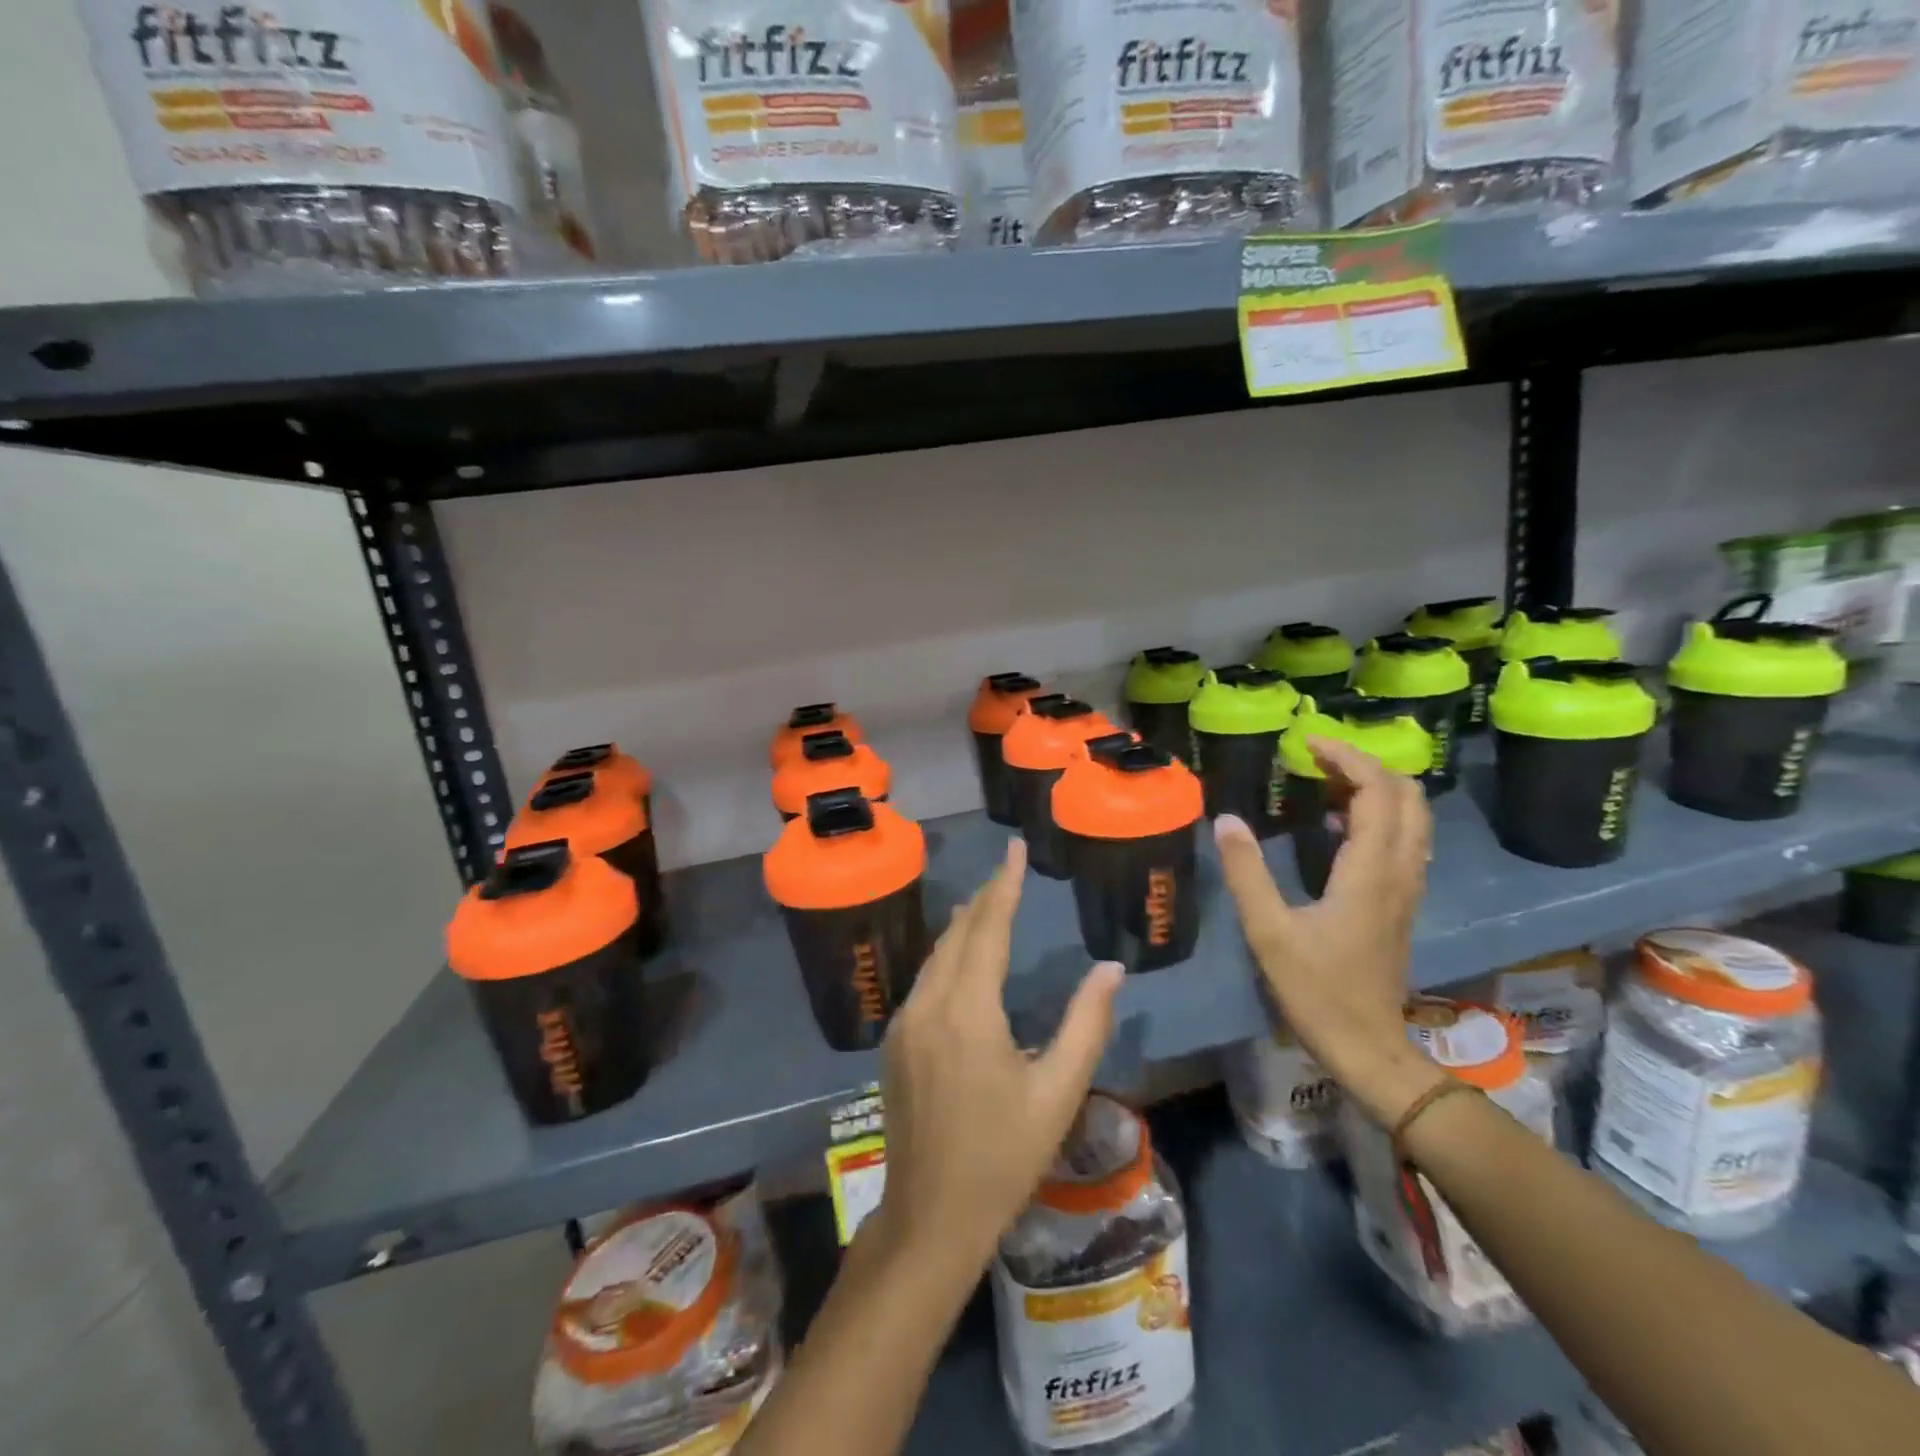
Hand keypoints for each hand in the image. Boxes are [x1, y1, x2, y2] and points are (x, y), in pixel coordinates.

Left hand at [872, 837, 1123, 1275]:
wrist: (929, 1216)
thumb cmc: (1002, 1158)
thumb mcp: (1057, 1093)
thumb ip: (1086, 1024)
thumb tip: (1110, 969)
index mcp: (967, 1011)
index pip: (987, 929)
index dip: (1004, 885)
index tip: (1014, 847)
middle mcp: (928, 1004)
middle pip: (957, 935)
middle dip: (984, 898)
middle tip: (1008, 870)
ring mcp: (904, 1023)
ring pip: (936, 956)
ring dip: (964, 926)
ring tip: (988, 902)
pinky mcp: (895, 1042)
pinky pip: (924, 980)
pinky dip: (948, 956)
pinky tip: (963, 959)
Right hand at [1215, 737, 1444, 1125]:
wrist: (1368, 1046)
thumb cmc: (1316, 989)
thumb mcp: (1269, 931)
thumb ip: (1246, 872)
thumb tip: (1226, 819)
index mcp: (1370, 871)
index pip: (1376, 792)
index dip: (1347, 757)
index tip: (1307, 742)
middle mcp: (1399, 871)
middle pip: (1407, 796)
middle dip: (1367, 765)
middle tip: (1318, 758)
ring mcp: (1406, 888)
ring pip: (1411, 817)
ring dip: (1375, 788)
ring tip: (1325, 782)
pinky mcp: (1401, 902)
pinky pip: (1403, 840)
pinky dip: (1378, 815)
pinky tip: (1337, 825)